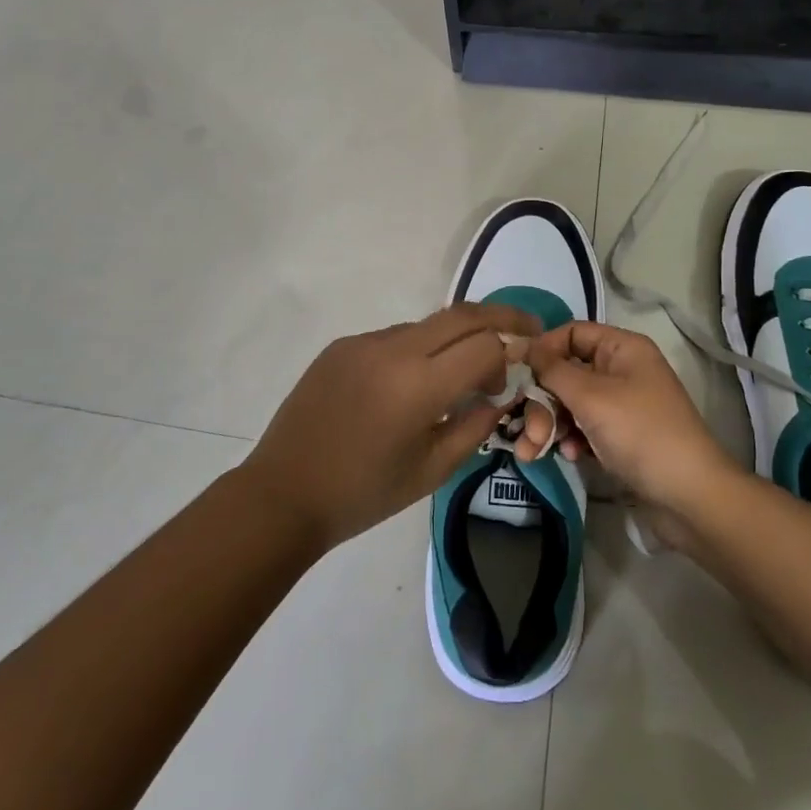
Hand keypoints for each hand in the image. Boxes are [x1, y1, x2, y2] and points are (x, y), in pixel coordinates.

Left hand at [242, 302, 539, 550]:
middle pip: (462, 315)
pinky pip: (394, 337)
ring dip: (454, 339)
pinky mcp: (342, 345)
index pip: (485, 344)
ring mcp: (363, 342)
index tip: (518, 371)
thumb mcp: (431, 470)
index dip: (512, 352)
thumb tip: (500, 395)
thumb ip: (474, 427)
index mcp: (417, 385)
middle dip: (501, 318)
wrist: (284, 493)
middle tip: (526, 329)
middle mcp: (392, 349)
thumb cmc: (363, 494)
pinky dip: (418, 350)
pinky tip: (412, 384)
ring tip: (462, 374)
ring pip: (427, 325)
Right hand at [523, 321, 740, 512]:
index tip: (516, 374)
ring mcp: (622, 405)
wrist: (690, 498)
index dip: (542, 350)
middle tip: (525, 430)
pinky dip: (571, 438)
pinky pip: (585, 427)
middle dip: (542, 401)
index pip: (571, 334)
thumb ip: (551, 370)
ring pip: (572, 403)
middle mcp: (622, 370)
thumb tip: (521, 345)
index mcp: (622, 348)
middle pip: (567, 372)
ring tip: (532, 451)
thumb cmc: (640, 433)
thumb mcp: (591, 397)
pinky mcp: (621, 437)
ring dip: (550, 424)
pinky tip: (568, 455)